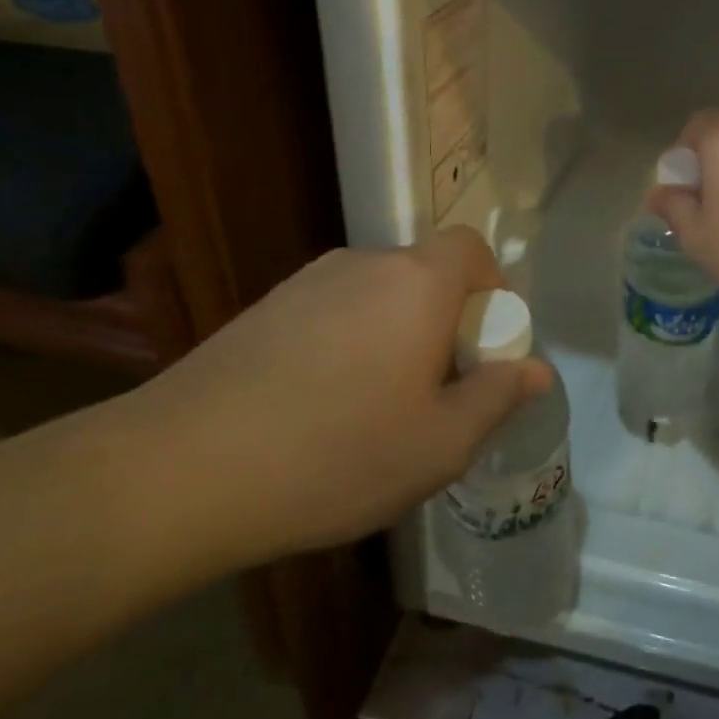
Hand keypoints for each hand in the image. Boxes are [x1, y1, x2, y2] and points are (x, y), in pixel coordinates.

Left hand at [127, 228, 550, 565]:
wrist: (182, 470)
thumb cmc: (337, 454)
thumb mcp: (441, 443)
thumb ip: (498, 397)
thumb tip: (536, 370)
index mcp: (417, 283)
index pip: (472, 248)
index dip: (492, 289)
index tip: (485, 348)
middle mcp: (364, 264)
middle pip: (426, 274)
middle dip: (446, 322)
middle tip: (438, 391)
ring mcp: (307, 282)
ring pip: (378, 296)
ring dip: (396, 334)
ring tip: (377, 407)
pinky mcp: (264, 308)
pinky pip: (332, 312)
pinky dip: (349, 343)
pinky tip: (322, 405)